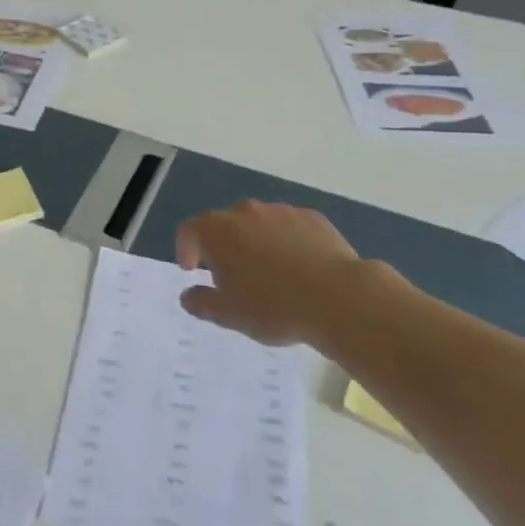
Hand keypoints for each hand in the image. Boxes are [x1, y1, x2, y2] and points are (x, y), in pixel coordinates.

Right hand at [175, 201, 382, 346]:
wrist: (338, 297)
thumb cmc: (272, 306)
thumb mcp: (228, 314)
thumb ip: (201, 302)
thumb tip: (188, 295)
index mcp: (216, 230)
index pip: (189, 231)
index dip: (185, 249)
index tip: (192, 270)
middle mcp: (245, 211)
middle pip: (224, 225)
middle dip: (223, 247)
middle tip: (232, 276)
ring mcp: (281, 211)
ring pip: (258, 224)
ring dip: (256, 243)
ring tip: (269, 274)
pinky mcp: (313, 218)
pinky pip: (290, 228)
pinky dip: (286, 242)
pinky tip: (299, 268)